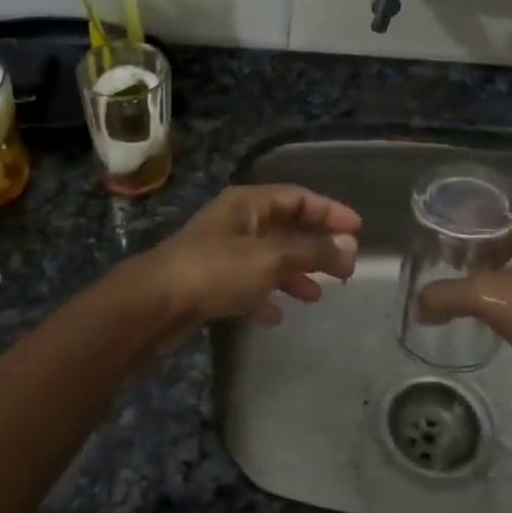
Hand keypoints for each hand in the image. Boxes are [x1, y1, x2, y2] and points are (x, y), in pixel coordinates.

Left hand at [137, 184, 360, 335]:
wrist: (154, 304)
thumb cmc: (216, 270)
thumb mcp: (271, 258)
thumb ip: (312, 251)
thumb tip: (350, 246)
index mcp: (248, 204)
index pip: (297, 197)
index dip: (329, 211)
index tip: (357, 229)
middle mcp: (235, 222)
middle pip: (284, 228)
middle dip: (314, 247)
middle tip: (344, 268)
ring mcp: (220, 253)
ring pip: (267, 259)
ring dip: (293, 274)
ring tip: (317, 295)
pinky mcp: (209, 283)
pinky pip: (246, 285)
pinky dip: (264, 296)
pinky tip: (276, 315)